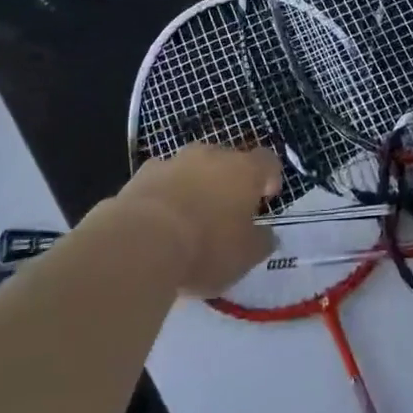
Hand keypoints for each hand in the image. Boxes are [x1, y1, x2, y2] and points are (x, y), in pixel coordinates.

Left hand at [119, 144, 281, 297]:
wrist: (142, 241)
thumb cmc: (206, 247)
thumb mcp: (245, 257)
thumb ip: (261, 242)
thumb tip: (266, 234)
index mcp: (244, 170)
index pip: (267, 161)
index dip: (270, 177)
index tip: (265, 198)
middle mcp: (212, 155)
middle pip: (228, 161)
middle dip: (229, 182)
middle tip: (226, 214)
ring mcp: (175, 160)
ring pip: (193, 168)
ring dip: (195, 185)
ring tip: (189, 219)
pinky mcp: (143, 173)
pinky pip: (163, 180)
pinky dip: (166, 194)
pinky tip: (159, 221)